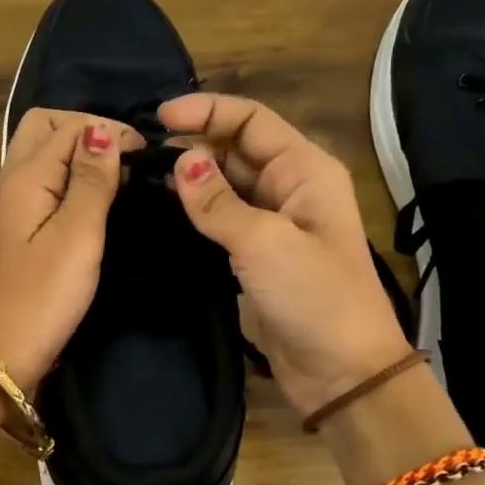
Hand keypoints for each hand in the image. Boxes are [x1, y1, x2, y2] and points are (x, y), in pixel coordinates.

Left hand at [0, 108, 145, 388]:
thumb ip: (91, 181)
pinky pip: (41, 184)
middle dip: (87, 131)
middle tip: (127, 158)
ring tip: (118, 177)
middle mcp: (10, 180)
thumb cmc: (40, 299)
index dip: (110, 130)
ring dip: (77, 154)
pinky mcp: (12, 230)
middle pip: (44, 128)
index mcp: (25, 175)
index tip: (149, 156)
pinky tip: (92, 201)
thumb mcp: (77, 237)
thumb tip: (101, 130)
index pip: (69, 126)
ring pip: (41, 155)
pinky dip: (67, 179)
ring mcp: (7, 206)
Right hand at [161, 93, 413, 415]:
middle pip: (236, 149)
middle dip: (193, 144)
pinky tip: (162, 212)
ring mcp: (274, 223)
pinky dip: (195, 213)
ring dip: (190, 178)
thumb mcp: (264, 243)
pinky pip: (222, 220)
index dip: (207, 111)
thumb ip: (217, 202)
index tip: (159, 117)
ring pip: (226, 185)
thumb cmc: (314, 297)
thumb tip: (179, 161)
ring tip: (142, 178)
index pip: (252, 121)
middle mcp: (290, 188)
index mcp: (305, 170)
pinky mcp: (258, 256)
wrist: (343, 372)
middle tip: (141, 153)